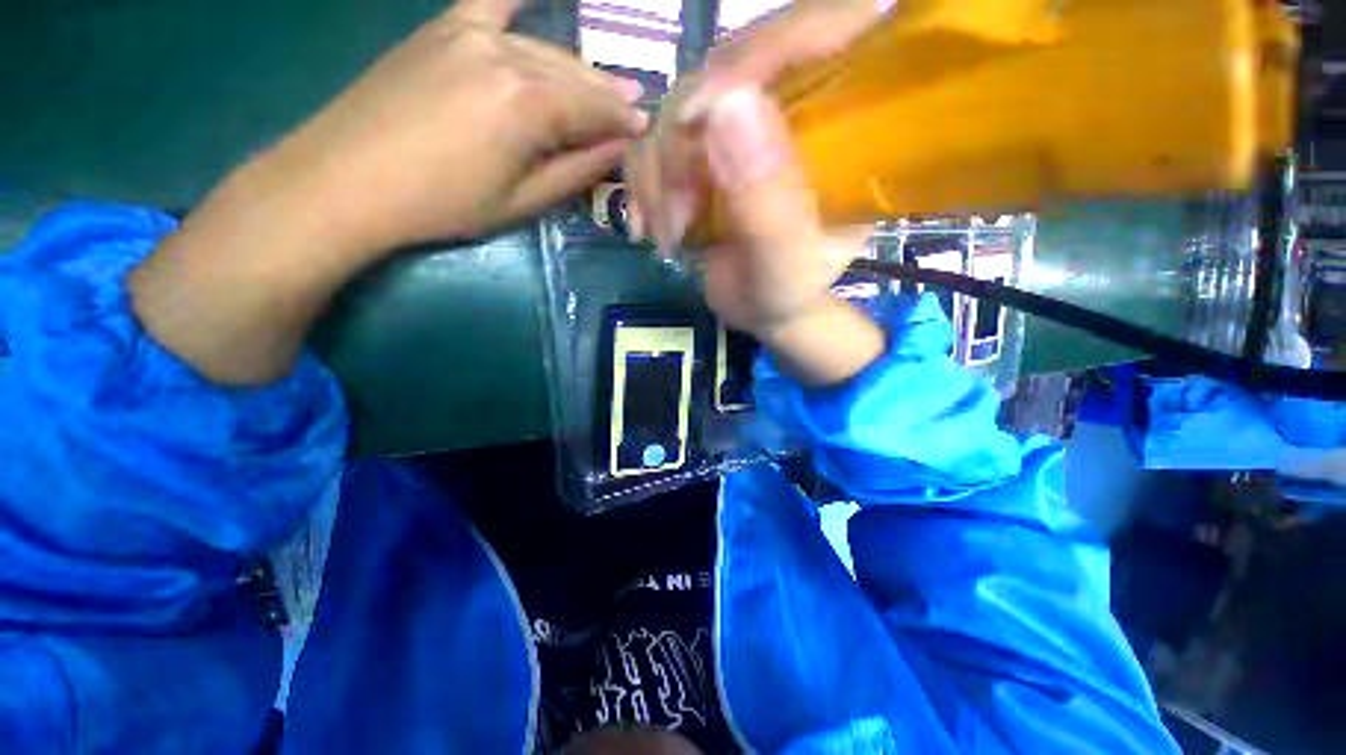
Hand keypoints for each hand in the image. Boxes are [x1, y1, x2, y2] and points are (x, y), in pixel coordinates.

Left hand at [253, 0, 646, 253]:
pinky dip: (522, 1)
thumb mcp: (522, 201)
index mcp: (529, 105)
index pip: (594, 109)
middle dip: (608, 94)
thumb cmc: (444, 204)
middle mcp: (507, 56)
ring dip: (579, 69)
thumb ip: (576, 170)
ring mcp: (471, 33)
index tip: (644, 129)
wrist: (348, 180)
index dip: (622, 122)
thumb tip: (618, 149)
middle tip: (634, 106)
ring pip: (544, 48)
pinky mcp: (443, 28)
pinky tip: (546, 0)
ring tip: (605, 82)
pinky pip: (493, 1)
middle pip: (574, 74)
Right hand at [624, 1, 887, 383]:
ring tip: (670, 235)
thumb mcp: (785, 264)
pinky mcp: (708, 150)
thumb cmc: (786, 293)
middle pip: (726, 66)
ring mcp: (744, 128)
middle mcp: (794, 109)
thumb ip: (768, 200)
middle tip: (678, 212)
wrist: (762, 311)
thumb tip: (726, 104)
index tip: (699, 117)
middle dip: (684, 143)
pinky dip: (644, 184)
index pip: (820, 32)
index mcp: (843, 124)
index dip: (760, 50)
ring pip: (679, 105)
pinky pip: (657, 139)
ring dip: (659, 175)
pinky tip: (652, 228)